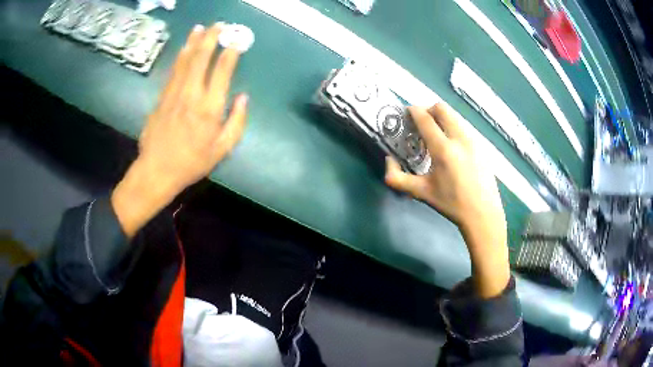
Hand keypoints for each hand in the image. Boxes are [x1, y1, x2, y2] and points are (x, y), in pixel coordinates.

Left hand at [112, 24, 246, 236]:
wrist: (157, 171)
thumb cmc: (192, 163)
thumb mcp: (222, 150)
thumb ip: (236, 122)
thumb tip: (243, 98)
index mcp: (209, 108)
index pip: (222, 71)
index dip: (230, 53)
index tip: (236, 41)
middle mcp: (191, 95)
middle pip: (202, 59)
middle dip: (211, 39)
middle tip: (219, 25)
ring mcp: (174, 94)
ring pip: (185, 61)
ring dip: (194, 42)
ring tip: (200, 28)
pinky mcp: (161, 98)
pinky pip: (173, 72)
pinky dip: (180, 57)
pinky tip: (184, 48)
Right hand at [384, 103, 508, 297]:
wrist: (483, 213)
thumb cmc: (451, 204)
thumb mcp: (421, 193)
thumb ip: (397, 178)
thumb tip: (388, 160)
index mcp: (443, 149)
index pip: (426, 119)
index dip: (414, 111)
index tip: (407, 112)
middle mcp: (460, 139)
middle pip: (443, 108)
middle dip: (428, 109)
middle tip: (422, 122)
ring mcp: (474, 140)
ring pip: (455, 116)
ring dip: (442, 118)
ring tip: (437, 135)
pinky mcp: (482, 145)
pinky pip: (464, 127)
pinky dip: (454, 128)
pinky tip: (452, 147)